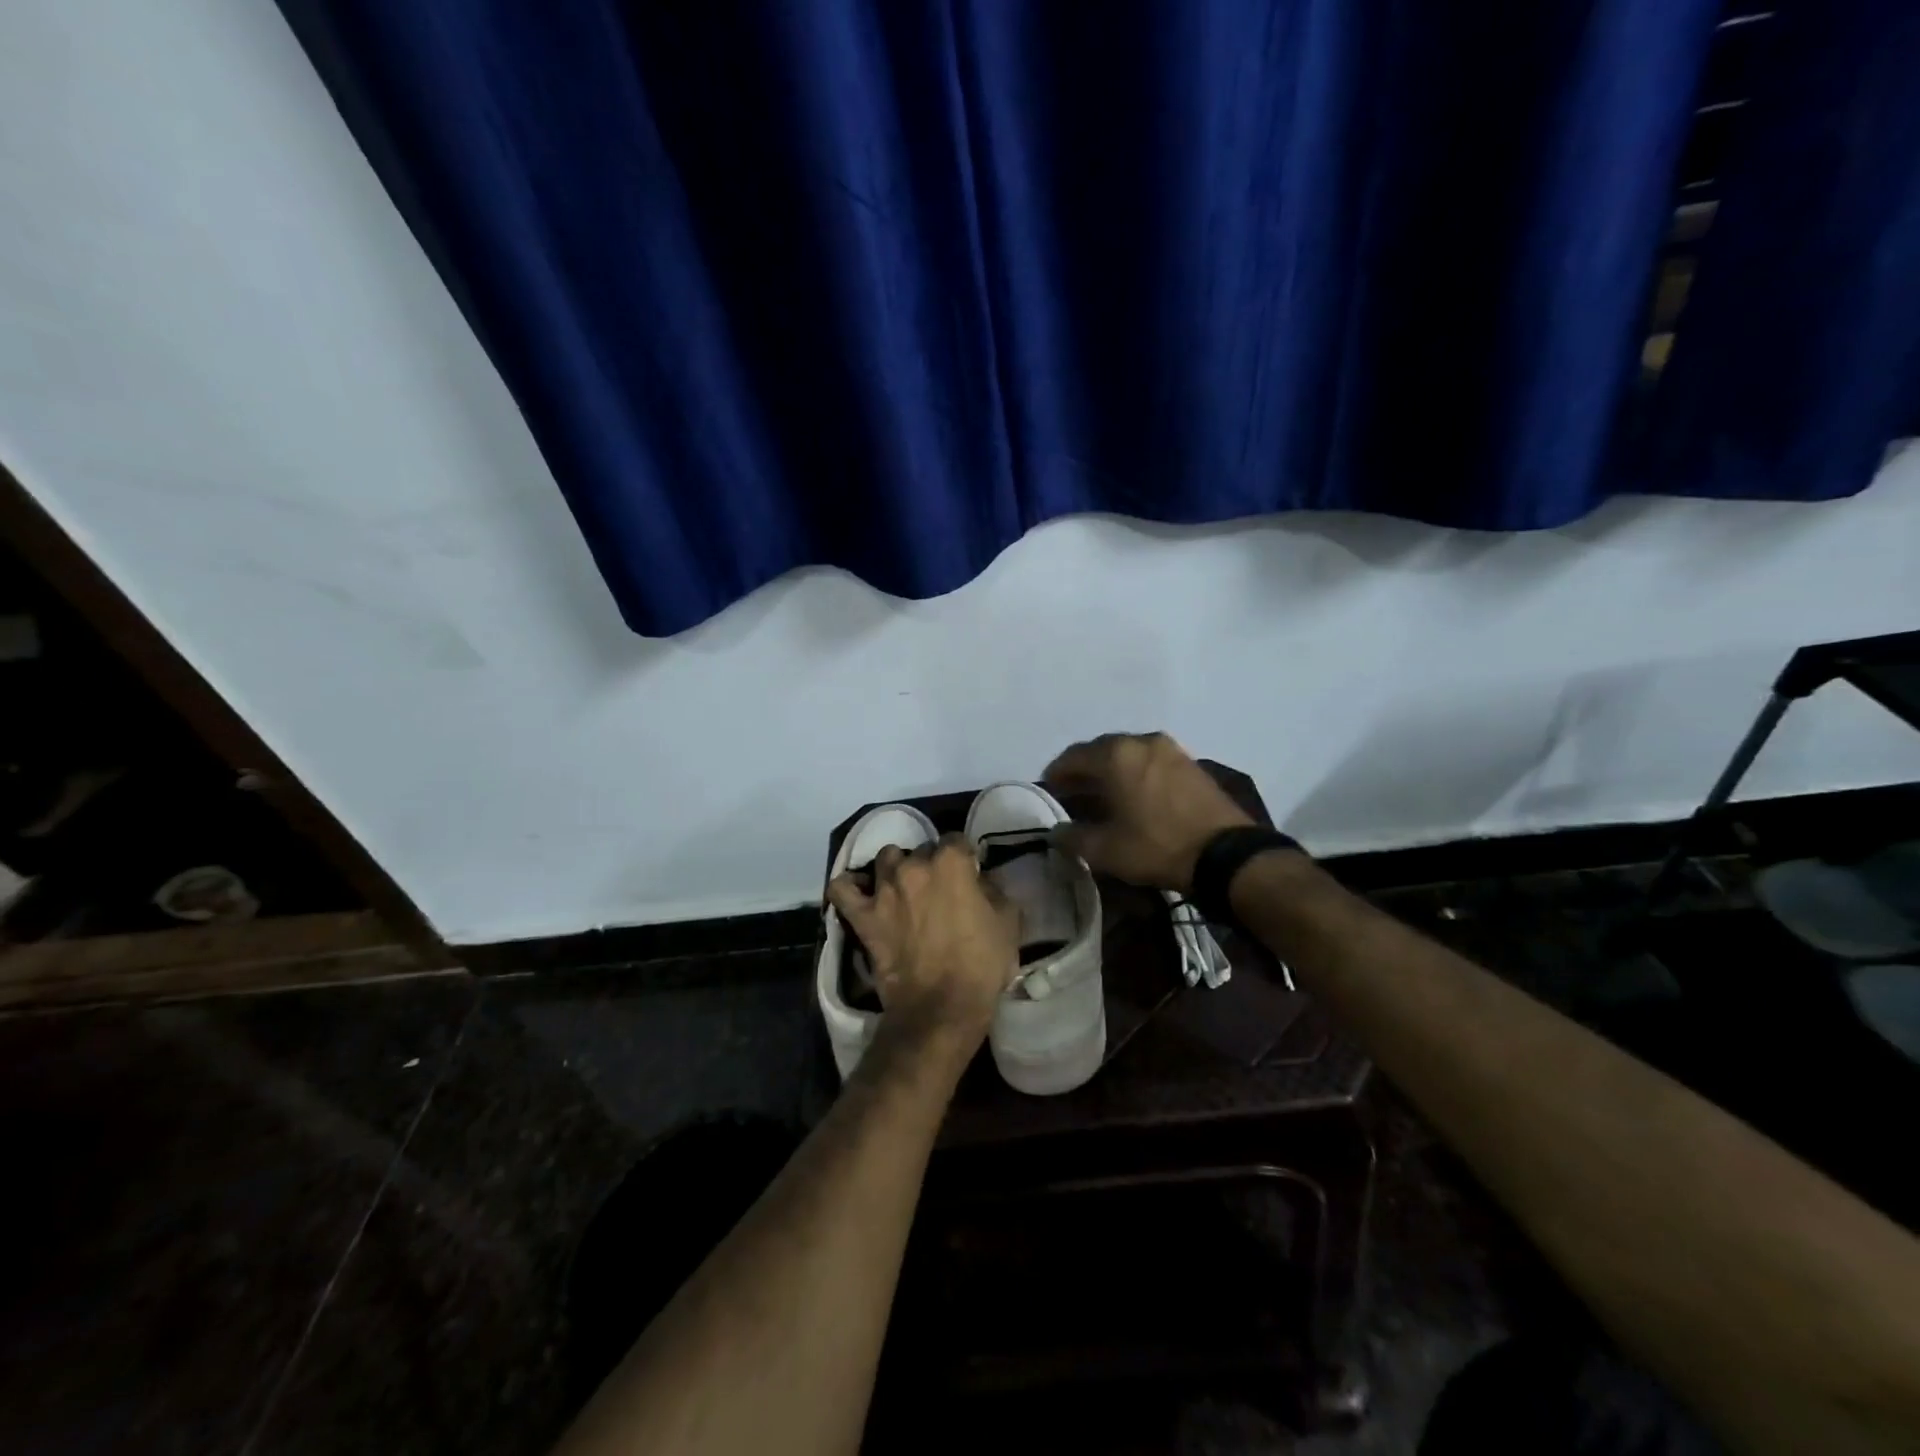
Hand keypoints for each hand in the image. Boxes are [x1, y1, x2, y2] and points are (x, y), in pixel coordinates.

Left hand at [826, 835, 1019, 1052]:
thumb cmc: (982, 966)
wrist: (941, 1009)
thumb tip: (980, 879)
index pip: (957, 840)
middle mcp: (914, 865)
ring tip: (904, 889)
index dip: (965, 856)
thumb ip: (994, 890)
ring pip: (886, 859)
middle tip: (940, 889)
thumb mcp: (1009, 922)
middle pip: (922, 849)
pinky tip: (861, 892)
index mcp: (951, 862)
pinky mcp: (863, 915)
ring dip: (897, 868)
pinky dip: (850, 886)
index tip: (969, 873)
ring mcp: (884, 889)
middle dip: (932, 864)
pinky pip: (843, 888)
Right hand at [1043, 732, 1253, 892]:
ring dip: (1111, 772)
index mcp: (1115, 755)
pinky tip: (1134, 797)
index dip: (1057, 774)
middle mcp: (1141, 742)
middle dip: (1084, 771)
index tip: (1049, 790)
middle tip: (1073, 794)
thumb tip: (1057, 832)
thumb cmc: (1156, 846)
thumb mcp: (1106, 850)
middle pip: (1101, 751)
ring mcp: (1170, 750)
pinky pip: (1151, 763)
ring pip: (1129, 755)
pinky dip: (1136, 775)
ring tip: (1103, 797)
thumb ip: (1073, 838)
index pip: (1073, 756)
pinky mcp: (1191, 764)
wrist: (1226, 854)